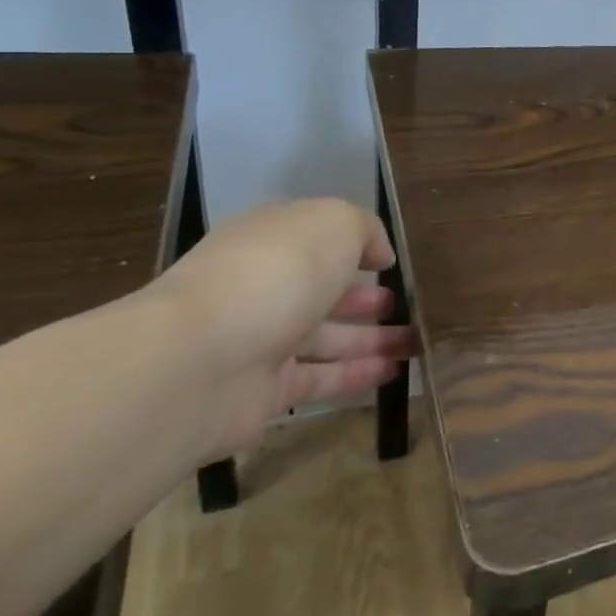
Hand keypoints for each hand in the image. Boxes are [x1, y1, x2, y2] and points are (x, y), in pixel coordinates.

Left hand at [145, 199, 417, 456]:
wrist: (200, 360)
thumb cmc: (276, 272)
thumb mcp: (334, 223)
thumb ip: (365, 229)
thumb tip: (378, 255)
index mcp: (272, 240)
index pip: (314, 238)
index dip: (353, 246)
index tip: (389, 260)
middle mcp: (264, 287)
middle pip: (322, 291)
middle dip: (364, 297)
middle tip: (402, 304)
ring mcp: (261, 341)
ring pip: (327, 338)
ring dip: (372, 338)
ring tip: (415, 341)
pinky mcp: (265, 392)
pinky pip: (321, 379)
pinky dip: (357, 375)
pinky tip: (394, 372)